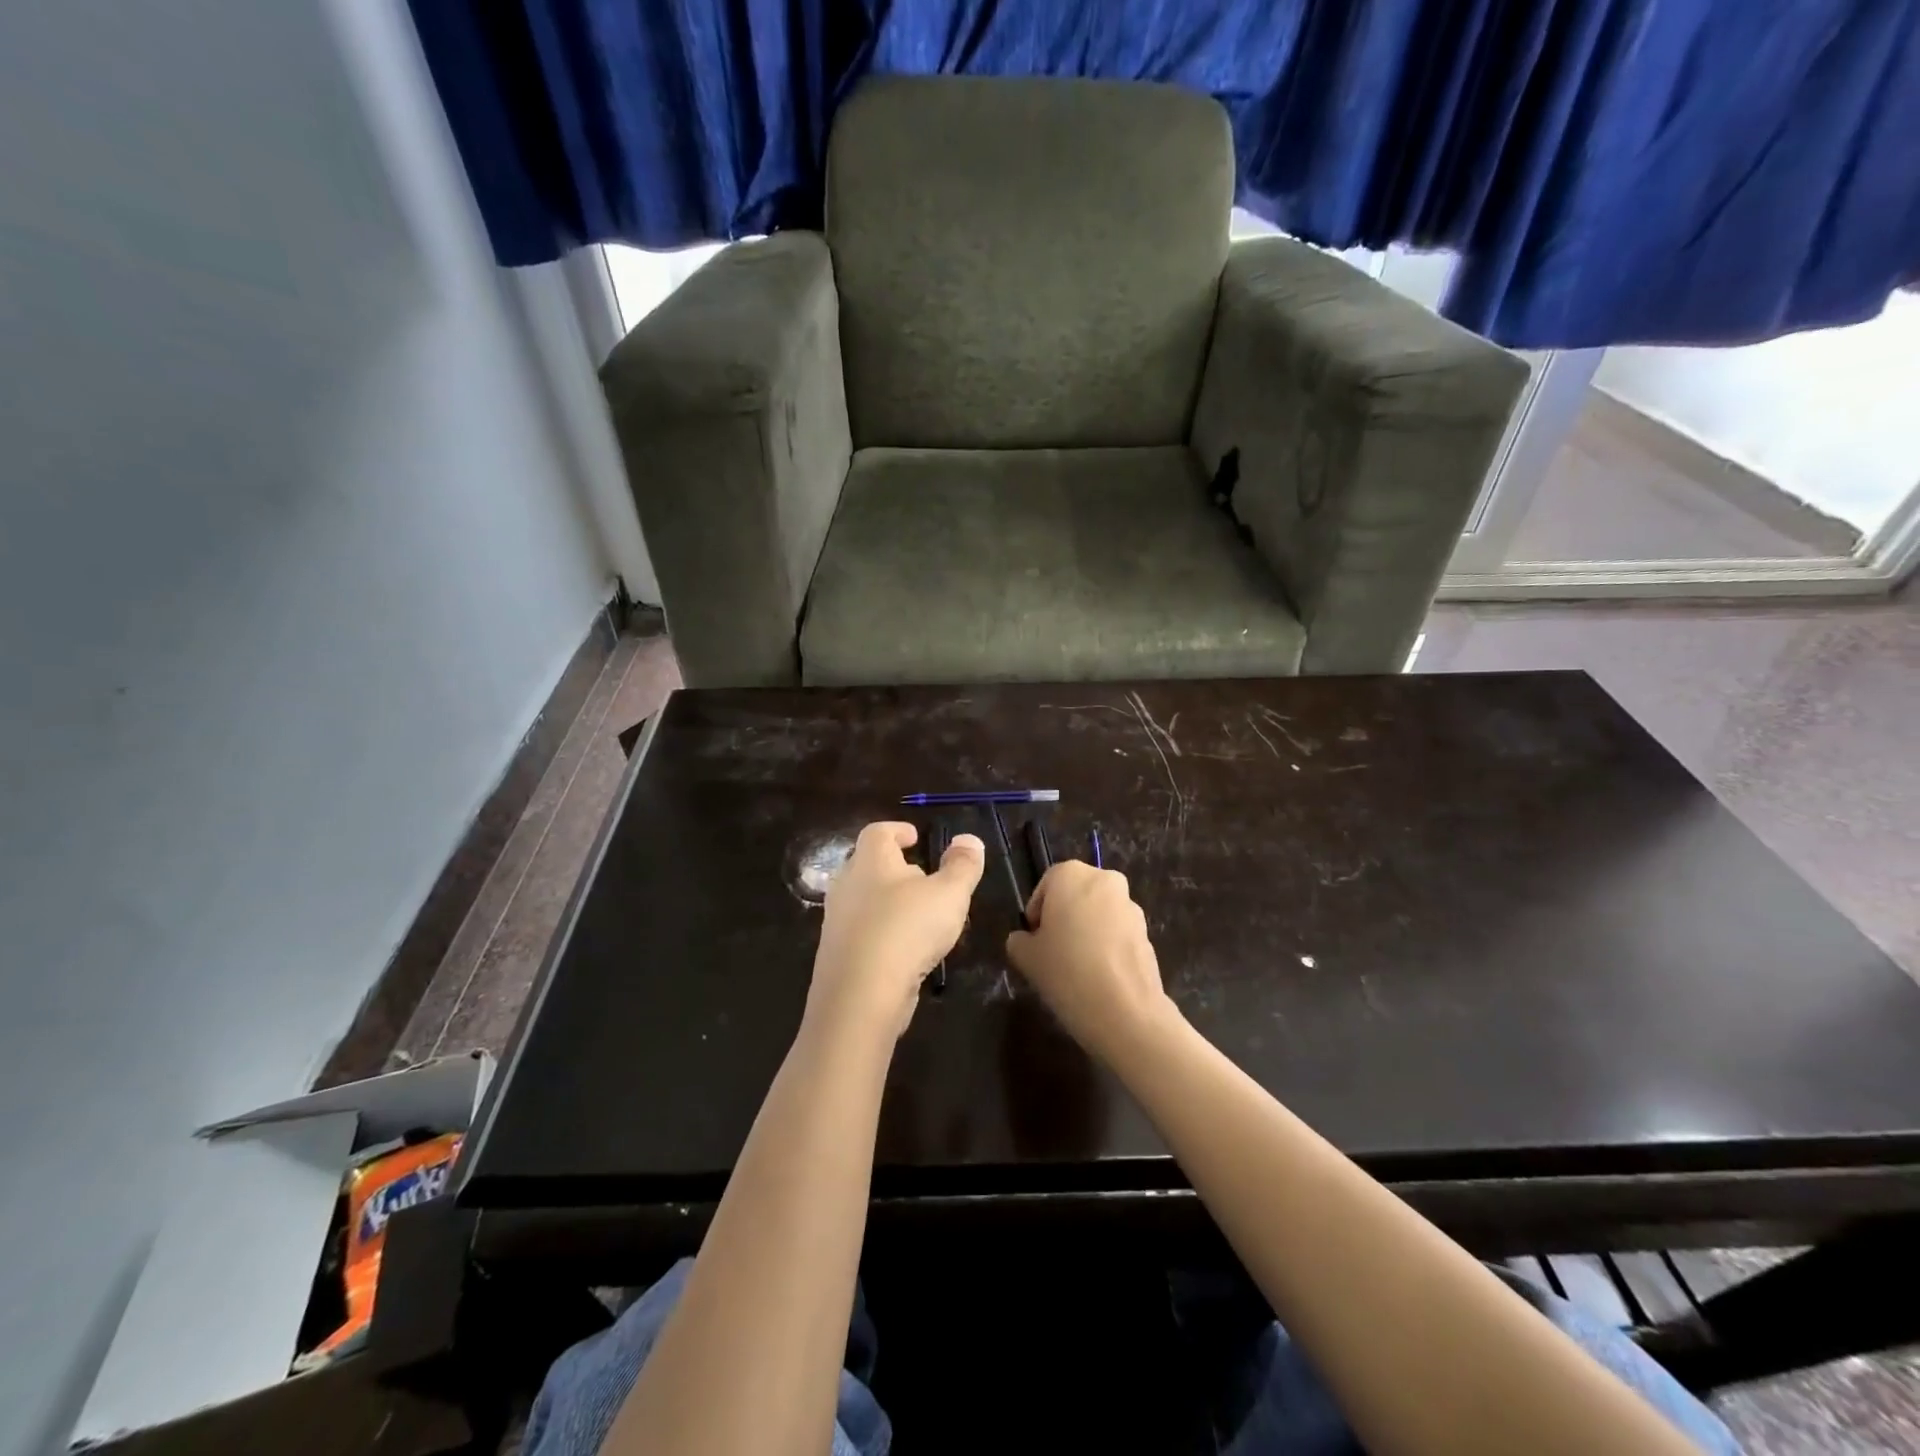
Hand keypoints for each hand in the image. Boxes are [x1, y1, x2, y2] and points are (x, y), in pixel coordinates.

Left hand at [808, 822, 984, 1041]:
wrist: (860, 995)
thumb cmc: (907, 929)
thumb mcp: (949, 893)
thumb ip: (962, 865)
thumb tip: (968, 839)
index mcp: (870, 860)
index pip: (878, 831)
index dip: (897, 830)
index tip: (915, 837)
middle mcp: (847, 884)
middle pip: (867, 864)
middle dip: (893, 867)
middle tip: (921, 875)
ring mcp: (837, 920)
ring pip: (863, 900)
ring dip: (887, 901)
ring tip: (917, 914)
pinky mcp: (836, 954)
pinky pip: (861, 931)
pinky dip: (881, 931)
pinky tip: (904, 949)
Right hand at [1006, 861, 1175, 1060]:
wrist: (1126, 1011)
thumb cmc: (1067, 972)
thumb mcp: (1026, 957)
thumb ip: (1019, 940)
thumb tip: (1026, 939)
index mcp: (1071, 875)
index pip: (1046, 885)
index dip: (1036, 913)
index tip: (1034, 940)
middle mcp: (1104, 880)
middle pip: (1076, 895)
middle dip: (1064, 918)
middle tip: (1053, 951)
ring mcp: (1131, 906)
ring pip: (1099, 913)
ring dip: (1088, 931)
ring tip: (1078, 967)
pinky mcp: (1147, 932)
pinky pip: (1118, 933)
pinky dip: (1107, 946)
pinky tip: (1099, 976)